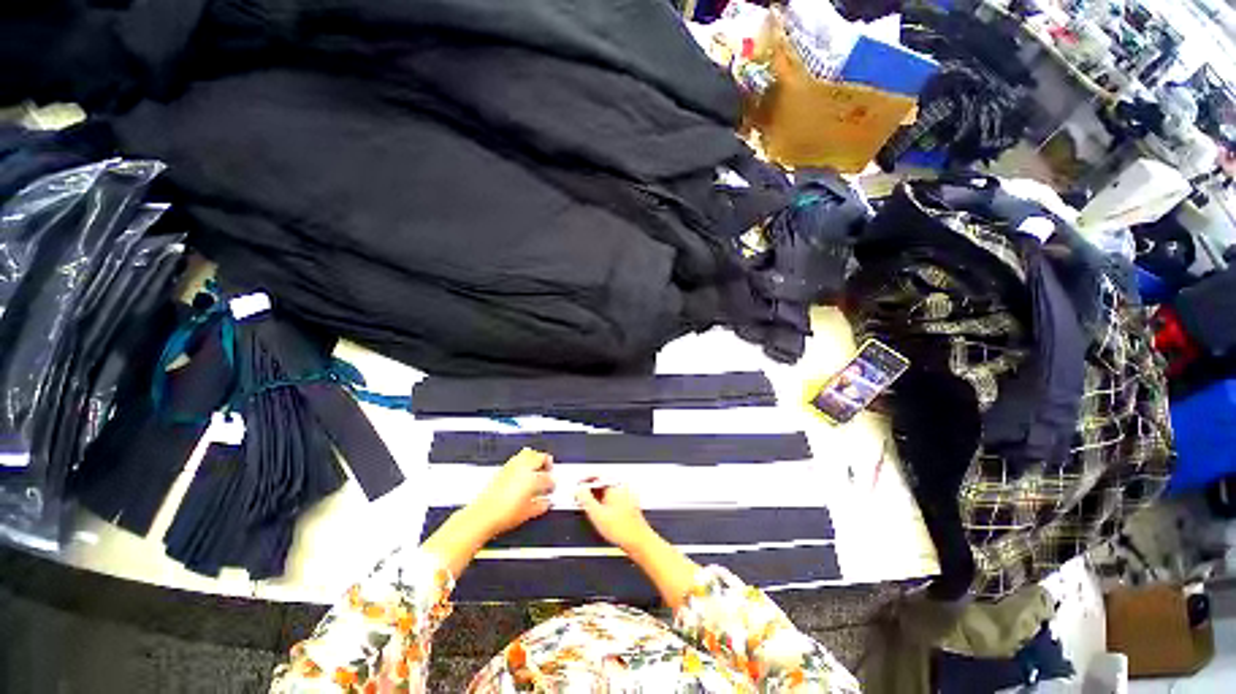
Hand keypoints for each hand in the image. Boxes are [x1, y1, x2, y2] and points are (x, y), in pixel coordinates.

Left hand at [466, 448, 554, 538]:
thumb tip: (546, 502)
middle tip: (548, 470)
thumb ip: (541, 505)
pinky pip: (517, 458)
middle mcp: (523, 468)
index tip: (551, 488)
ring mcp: (512, 466)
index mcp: (533, 479)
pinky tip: (522, 471)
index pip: (548, 477)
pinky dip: (523, 461)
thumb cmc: (504, 515)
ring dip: (535, 458)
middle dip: (547, 463)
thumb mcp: (529, 513)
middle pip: (540, 457)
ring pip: (528, 453)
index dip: (552, 483)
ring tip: (536, 467)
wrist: (482, 516)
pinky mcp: (502, 469)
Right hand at [575, 483, 654, 552]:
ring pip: (608, 490)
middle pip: (602, 482)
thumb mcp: (597, 514)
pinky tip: (601, 511)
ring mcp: (627, 494)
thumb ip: (585, 499)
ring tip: (589, 505)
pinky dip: (605, 500)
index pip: (597, 475)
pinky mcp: (629, 503)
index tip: (578, 485)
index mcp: (614, 485)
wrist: (639, 541)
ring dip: (597, 495)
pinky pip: (613, 496)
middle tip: (581, 496)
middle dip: (590, 488)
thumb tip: (579, 490)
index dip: (585, 480)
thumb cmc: (622, 529)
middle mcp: (622, 487)